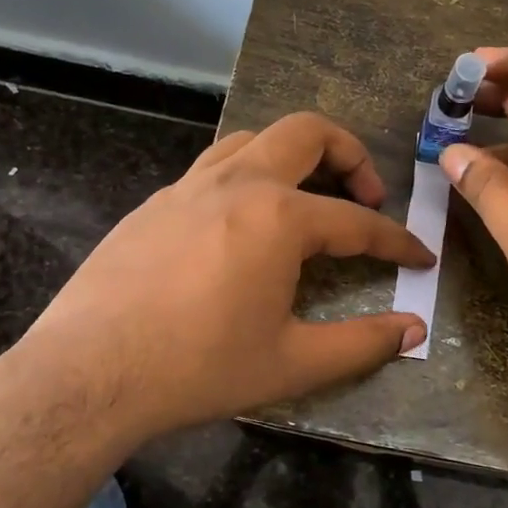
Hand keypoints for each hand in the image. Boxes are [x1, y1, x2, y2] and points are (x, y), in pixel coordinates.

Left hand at [22, 113, 432, 443]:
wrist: (86, 374)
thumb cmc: (197, 369)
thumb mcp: (291, 364)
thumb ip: (362, 343)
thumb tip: (414, 329)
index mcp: (278, 218)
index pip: (357, 221)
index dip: (397, 240)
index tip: (421, 256)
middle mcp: (237, 184)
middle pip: (307, 133)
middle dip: (351, 154)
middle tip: (367, 195)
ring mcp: (188, 187)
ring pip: (255, 139)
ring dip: (294, 156)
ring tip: (308, 198)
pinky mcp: (156, 203)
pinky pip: (214, 168)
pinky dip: (248, 176)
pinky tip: (243, 225)